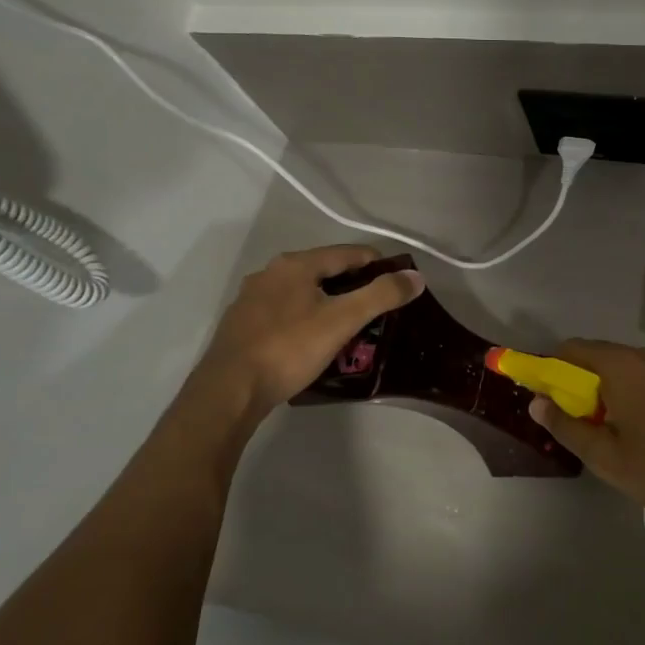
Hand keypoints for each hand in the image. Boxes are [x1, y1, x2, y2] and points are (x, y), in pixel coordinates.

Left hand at [191, 245, 423, 423]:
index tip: (398, 285)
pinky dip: (307, 320)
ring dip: (329, 304)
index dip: (378, 265)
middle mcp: (271, 273)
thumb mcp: (343, 320)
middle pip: (325, 271)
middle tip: (377, 311)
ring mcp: (252, 299)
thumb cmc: (290, 348)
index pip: (348, 253)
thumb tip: (415, 277)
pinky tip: (314, 343)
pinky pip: (286, 313)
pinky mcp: (243, 325)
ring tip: (350, 329)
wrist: (229, 391)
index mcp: (295, 264)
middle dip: (354, 287)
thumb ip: (381, 295)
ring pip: (303, 293)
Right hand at [529, 340, 644, 530]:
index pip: (573, 349)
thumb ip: (566, 426)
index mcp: (623, 366)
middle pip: (602, 356)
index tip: (545, 393)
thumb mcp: (606, 457)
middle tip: (578, 417)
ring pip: (630, 366)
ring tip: (613, 424)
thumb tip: (536, 403)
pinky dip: (640, 389)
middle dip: (583, 380)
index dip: (552, 367)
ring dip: (613, 385)